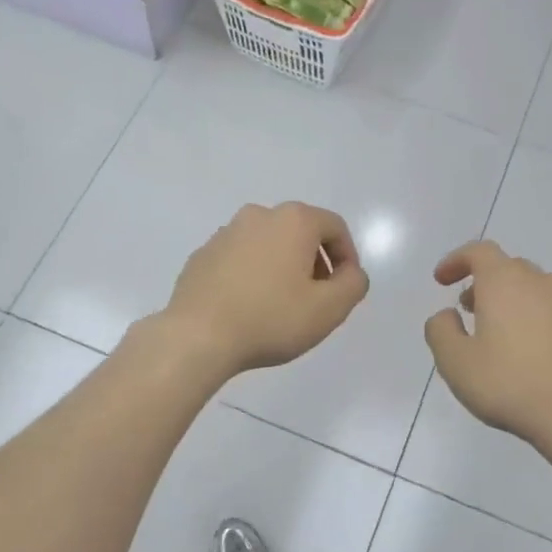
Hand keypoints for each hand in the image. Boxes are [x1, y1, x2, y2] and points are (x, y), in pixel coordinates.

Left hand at [159, 202, 370, 377]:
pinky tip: (249, 307)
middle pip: (300, 232)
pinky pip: (239, 259)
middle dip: (314, 262)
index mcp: (293, 221)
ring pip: (268, 244)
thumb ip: (353, 284)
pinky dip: (252, 275)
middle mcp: (258, 215)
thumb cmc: (271, 319)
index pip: (334, 227)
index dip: (347, 257)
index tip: (344, 288)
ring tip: (281, 305)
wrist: (198, 336)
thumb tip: (351, 273)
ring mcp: (225, 233)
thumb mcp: (329, 309)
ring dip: (282, 267)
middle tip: (316, 298)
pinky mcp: (202, 255)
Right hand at [424, 241, 551, 449]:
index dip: (456, 260)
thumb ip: (440, 330)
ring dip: (505, 297)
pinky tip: (518, 348)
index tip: (441, 280)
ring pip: (528, 286)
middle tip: (464, 307)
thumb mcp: (455, 361)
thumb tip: (447, 315)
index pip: (479, 251)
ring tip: (490, 328)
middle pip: (506, 266)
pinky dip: (526, 314)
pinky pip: (545, 308)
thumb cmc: (507, 382)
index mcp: (504, 282)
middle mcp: (537, 283)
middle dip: (481, 280)